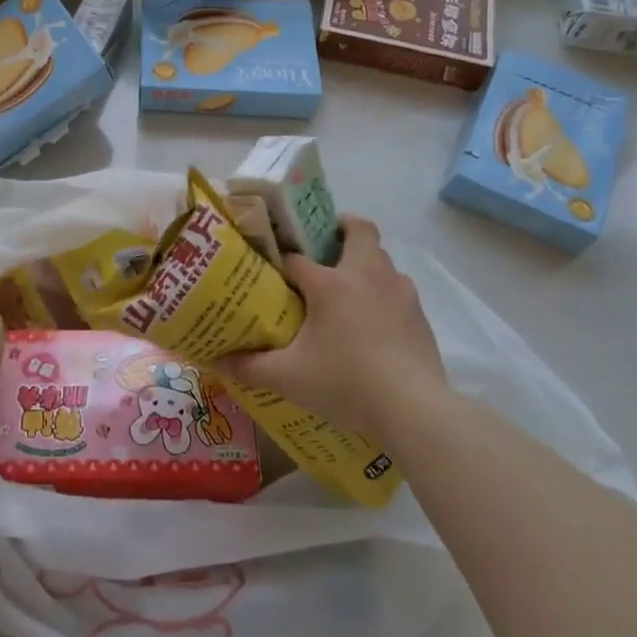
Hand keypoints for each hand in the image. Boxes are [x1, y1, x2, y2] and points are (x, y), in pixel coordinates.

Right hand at [222, 215, 448, 441]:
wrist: (414, 409)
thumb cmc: (345, 383)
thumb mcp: (288, 378)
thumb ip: (250, 367)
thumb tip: (217, 361)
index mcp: (330, 283)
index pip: (295, 259)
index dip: (279, 262)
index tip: (269, 272)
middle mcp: (366, 275)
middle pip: (358, 229)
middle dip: (340, 228)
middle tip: (323, 245)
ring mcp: (398, 291)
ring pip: (381, 258)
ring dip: (364, 262)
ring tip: (346, 289)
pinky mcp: (419, 313)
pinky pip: (397, 288)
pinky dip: (383, 292)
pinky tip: (373, 322)